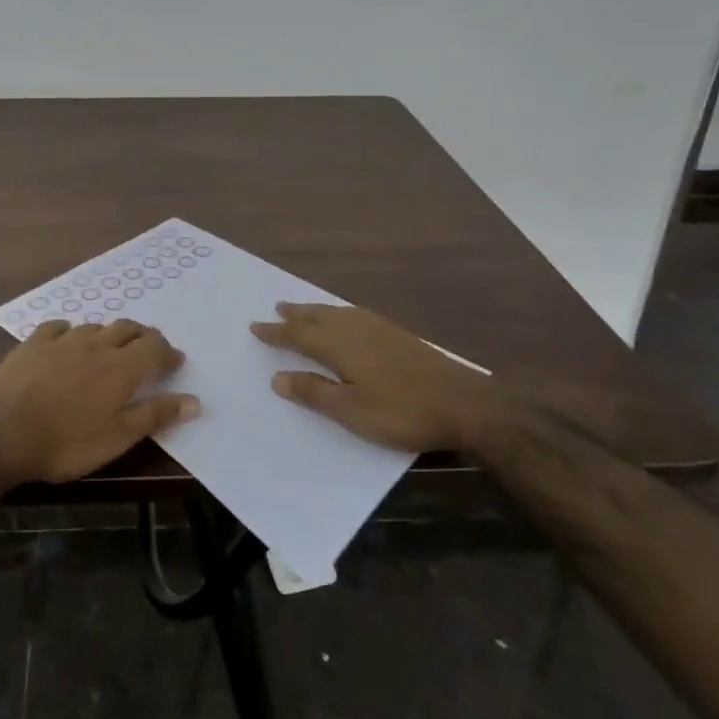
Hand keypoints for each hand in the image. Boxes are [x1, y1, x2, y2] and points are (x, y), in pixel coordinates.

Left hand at [0, 319, 200, 484]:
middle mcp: (96, 345)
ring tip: (113, 346)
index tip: (176, 362)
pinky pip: (59, 327)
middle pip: (128, 329)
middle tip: (150, 350)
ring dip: (110, 333)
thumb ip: (155, 415)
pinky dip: (71, 331)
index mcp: (121, 368)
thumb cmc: (65, 442)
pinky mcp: (33, 343)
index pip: (154, 348)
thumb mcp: (116, 438)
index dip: (168, 353)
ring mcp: (62, 340)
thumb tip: (195, 400)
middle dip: (143, 337)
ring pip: (96, 326)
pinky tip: (68, 338)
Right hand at [251, 302, 500, 453]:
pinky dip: (338, 312)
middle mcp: (354, 329)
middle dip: (295, 314)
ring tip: (303, 309)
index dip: (276, 332)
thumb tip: (277, 377)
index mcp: (339, 346)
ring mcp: (378, 328)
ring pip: (336, 313)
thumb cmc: (401, 411)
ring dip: (315, 310)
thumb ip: (314, 392)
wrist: (462, 402)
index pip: (298, 336)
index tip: (255, 326)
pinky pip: (354, 314)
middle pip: (317, 317)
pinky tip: (346, 318)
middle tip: (276, 307)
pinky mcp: (397, 333)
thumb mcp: (351, 411)